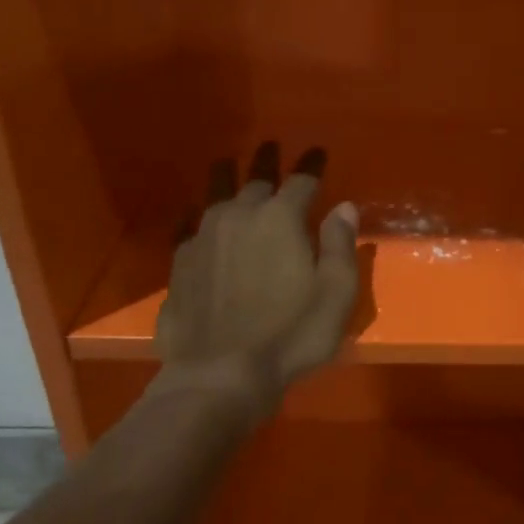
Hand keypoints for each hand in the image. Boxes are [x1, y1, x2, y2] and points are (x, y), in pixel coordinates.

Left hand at [151, 142, 359, 419]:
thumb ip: (341, 246)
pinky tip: (194, 218)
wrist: (218, 375)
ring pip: (216, 195)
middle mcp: (239, 216)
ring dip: (227, 178)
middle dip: (268, 163)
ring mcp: (203, 237)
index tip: (318, 153)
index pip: (301, 181)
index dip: (311, 166)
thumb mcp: (335, 294)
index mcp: (280, 218)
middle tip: (272, 148)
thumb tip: (344, 208)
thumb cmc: (290, 335)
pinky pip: (190, 227)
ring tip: (227, 164)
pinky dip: (197, 217)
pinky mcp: (180, 263)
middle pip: (256, 180)